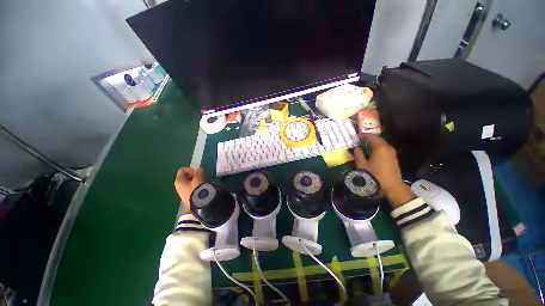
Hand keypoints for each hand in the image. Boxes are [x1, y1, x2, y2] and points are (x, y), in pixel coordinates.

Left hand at [175, 167, 204, 211]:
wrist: (198, 204)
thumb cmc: (197, 189)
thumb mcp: (199, 177)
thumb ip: (199, 171)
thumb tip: (199, 170)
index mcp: (178, 180)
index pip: (183, 170)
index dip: (191, 170)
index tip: (198, 173)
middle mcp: (178, 186)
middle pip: (185, 176)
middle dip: (194, 175)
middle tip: (201, 177)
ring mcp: (182, 192)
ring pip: (189, 182)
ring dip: (196, 181)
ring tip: (203, 183)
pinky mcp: (187, 197)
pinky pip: (191, 188)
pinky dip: (196, 186)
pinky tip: (201, 189)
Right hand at [353, 134, 415, 207]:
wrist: (392, 187)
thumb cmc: (374, 175)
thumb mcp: (362, 165)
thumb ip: (358, 154)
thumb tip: (356, 148)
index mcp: (379, 147)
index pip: (370, 136)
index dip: (362, 136)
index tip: (355, 137)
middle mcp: (387, 147)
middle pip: (377, 139)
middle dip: (368, 139)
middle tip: (359, 141)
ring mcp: (392, 153)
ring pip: (381, 144)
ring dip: (373, 144)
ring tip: (364, 147)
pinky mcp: (393, 158)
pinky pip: (384, 149)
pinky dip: (377, 148)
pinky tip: (372, 153)